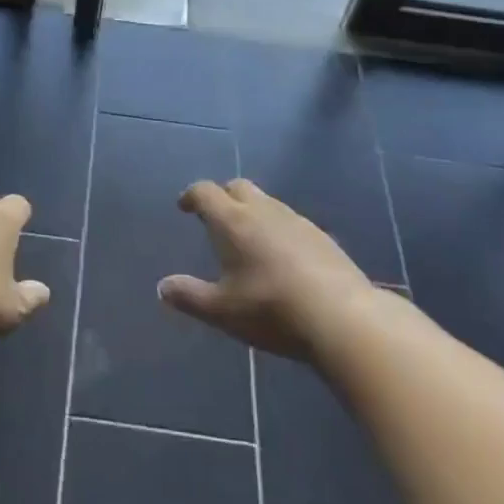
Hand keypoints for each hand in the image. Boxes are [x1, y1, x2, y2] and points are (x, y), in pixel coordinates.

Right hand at [161, 179, 371, 359]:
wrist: (341, 316)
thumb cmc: (271, 309)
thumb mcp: (222, 310)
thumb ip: (190, 296)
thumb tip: (162, 287)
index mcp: (233, 221)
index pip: (205, 192)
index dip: (191, 195)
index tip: (184, 206)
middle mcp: (263, 210)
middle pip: (238, 187)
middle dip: (223, 196)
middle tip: (215, 218)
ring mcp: (296, 220)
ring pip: (266, 201)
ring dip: (252, 211)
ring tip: (247, 238)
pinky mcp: (321, 236)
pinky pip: (289, 220)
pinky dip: (276, 228)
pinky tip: (281, 256)